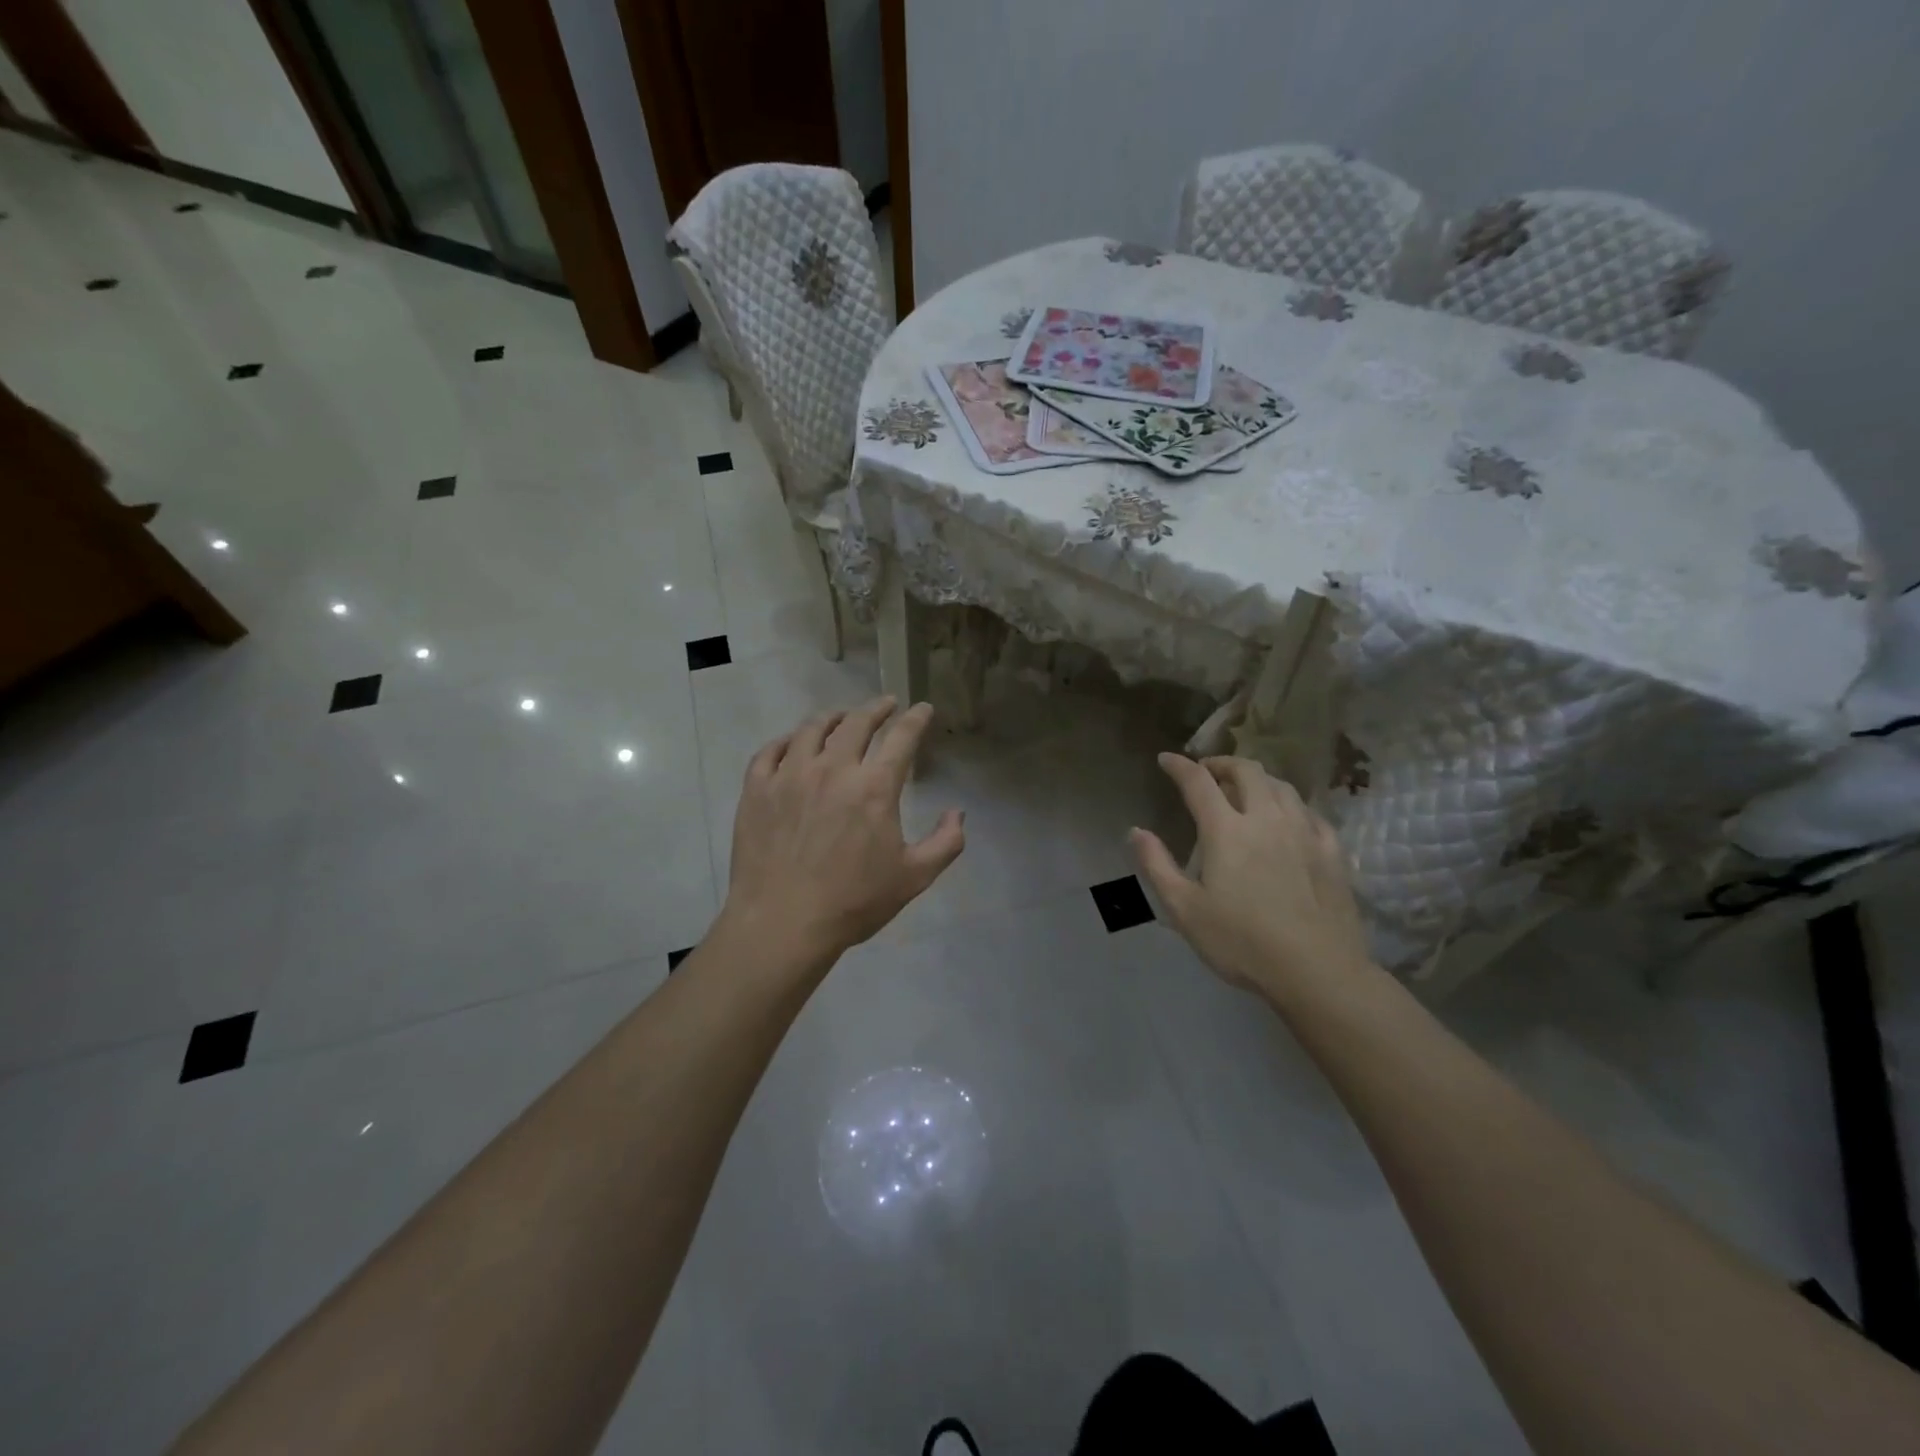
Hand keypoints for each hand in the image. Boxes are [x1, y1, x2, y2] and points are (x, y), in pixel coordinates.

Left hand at [723, 697, 964, 968]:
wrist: (782, 924)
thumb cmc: (853, 902)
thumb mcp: (914, 878)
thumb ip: (946, 843)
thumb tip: (958, 812)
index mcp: (874, 787)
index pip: (901, 738)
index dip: (916, 719)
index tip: (923, 708)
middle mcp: (832, 770)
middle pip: (856, 723)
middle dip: (876, 708)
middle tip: (886, 705)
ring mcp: (789, 776)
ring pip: (811, 729)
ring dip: (832, 717)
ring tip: (840, 717)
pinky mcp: (757, 790)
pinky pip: (770, 751)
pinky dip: (786, 740)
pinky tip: (793, 743)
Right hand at [1131, 754, 1374, 1008]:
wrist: (1317, 971)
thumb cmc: (1241, 942)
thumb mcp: (1184, 909)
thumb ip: (1157, 865)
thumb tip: (1135, 831)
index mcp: (1226, 830)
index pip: (1199, 782)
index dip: (1180, 766)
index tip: (1166, 759)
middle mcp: (1266, 819)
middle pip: (1246, 771)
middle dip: (1223, 763)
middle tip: (1208, 772)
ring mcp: (1304, 832)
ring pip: (1281, 786)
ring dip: (1257, 779)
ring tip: (1245, 789)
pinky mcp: (1331, 852)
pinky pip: (1310, 813)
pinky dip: (1290, 805)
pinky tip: (1288, 818)